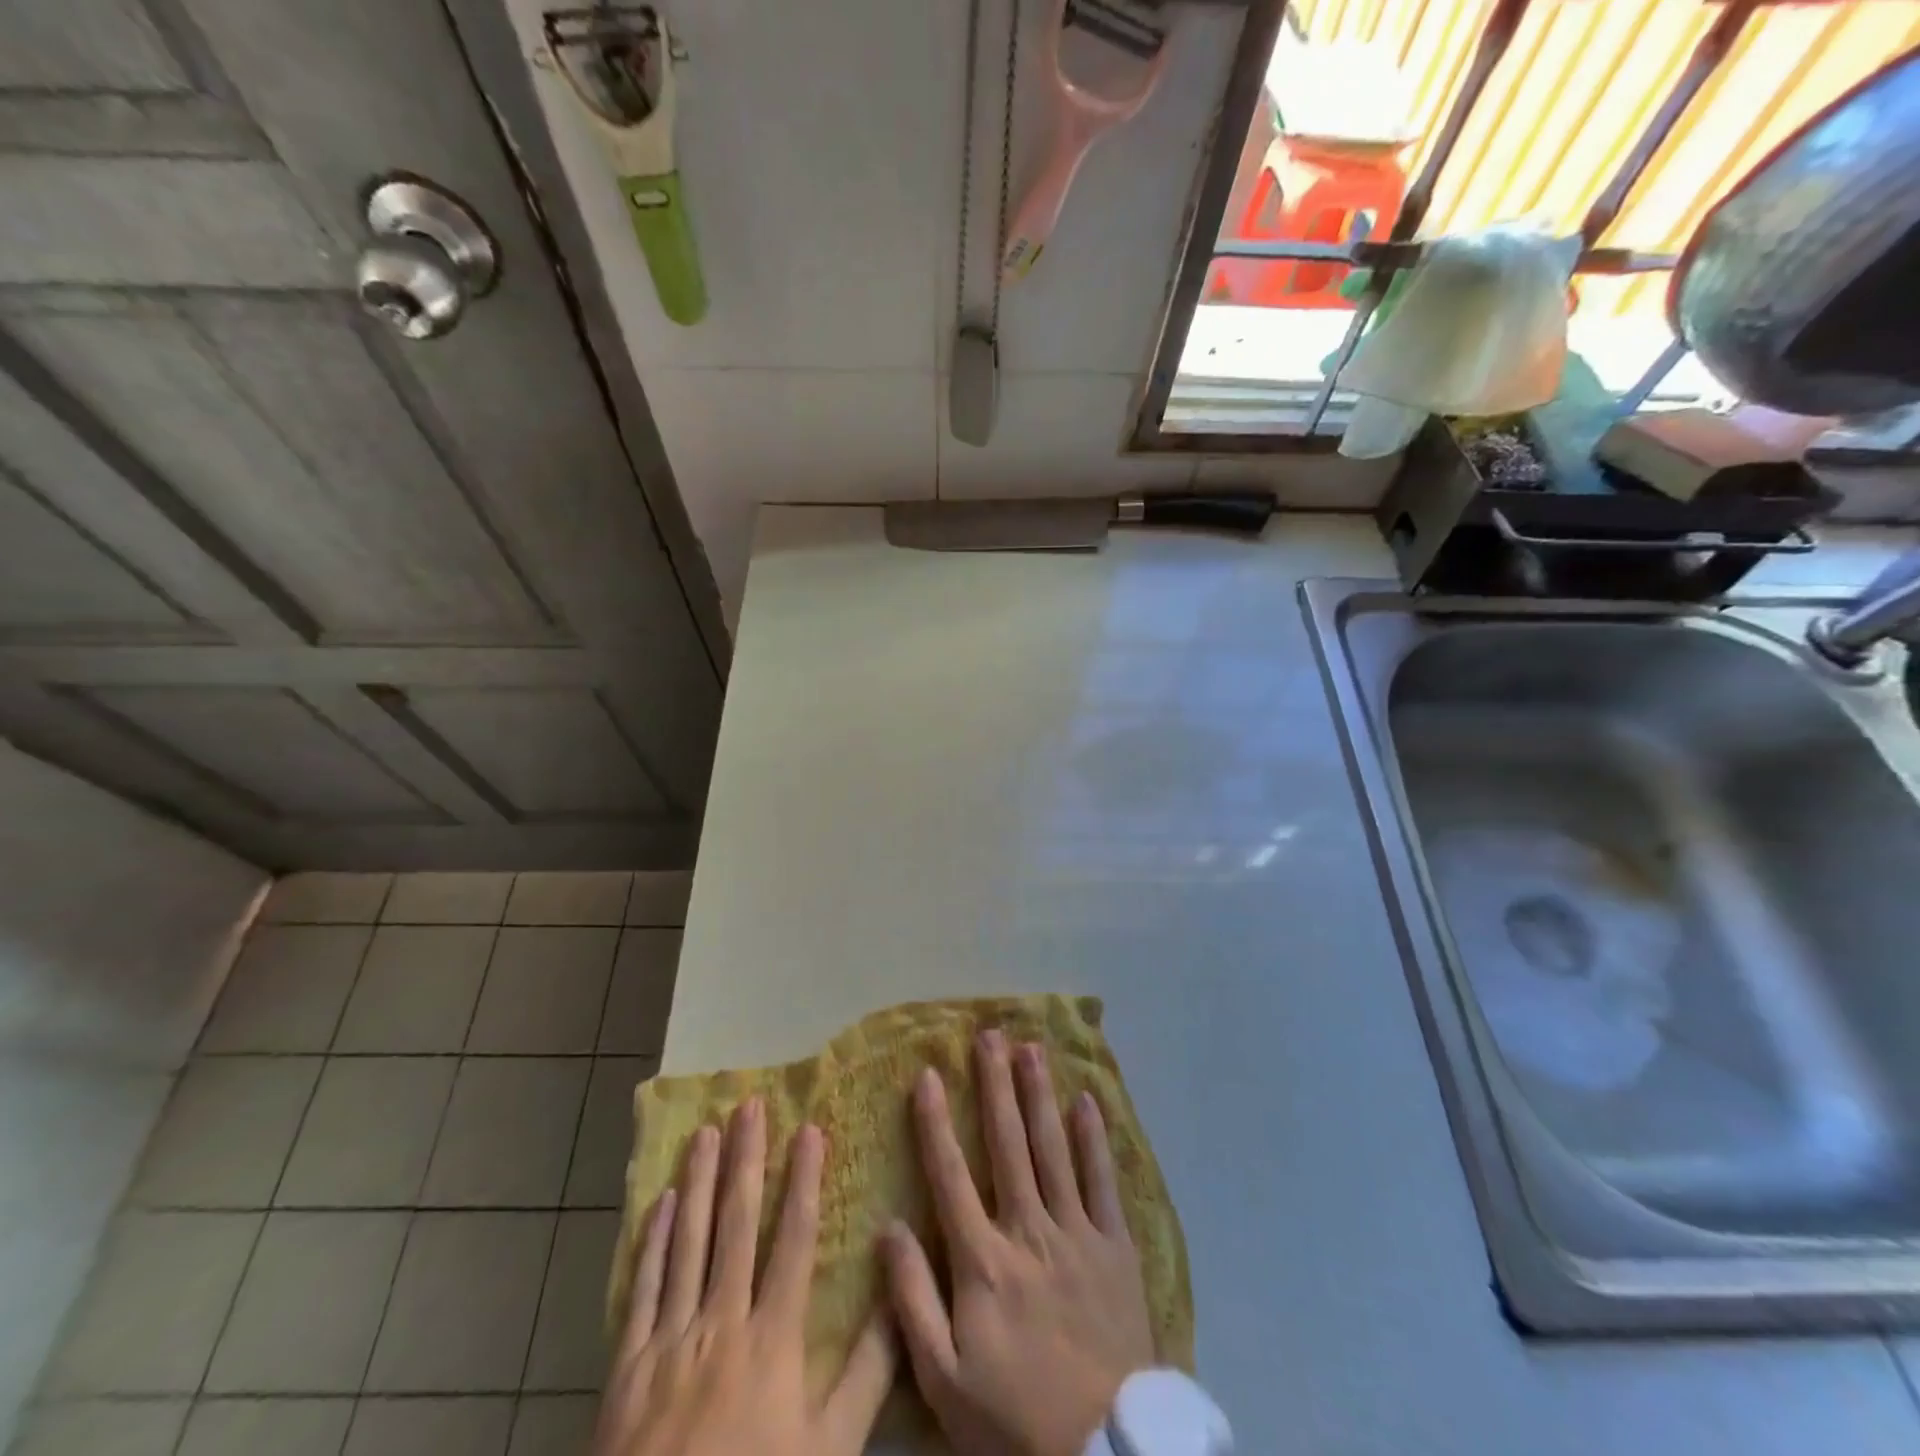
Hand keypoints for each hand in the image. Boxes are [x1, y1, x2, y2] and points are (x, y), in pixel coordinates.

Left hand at [593, 1099, 894, 1455]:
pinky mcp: (628, 1367)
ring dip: (698, 1182)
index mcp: (772, 1339)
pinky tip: (661, 1202)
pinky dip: (653, 1242)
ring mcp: (670, 1341)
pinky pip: (644, 1289)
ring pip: (688, 1242)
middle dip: (746, 1160)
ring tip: (705, 1131)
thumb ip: (868, 1374)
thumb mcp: (829, 1451)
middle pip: (737, 1224)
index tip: (809, 1129)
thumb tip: (896, 1295)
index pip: (794, 1240)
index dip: (804, 1181)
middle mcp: (721, 1322)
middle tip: (750, 1105)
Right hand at [885, 1031, 1155, 1455]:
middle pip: (1008, 1143)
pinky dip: (1094, 1138)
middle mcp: (1028, 1229)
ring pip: (1053, 1147)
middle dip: (995, 1085)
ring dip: (1039, 1094)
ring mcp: (1076, 1232)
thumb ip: (912, 1300)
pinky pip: (1103, 1180)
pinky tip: (1087, 1100)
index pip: (951, 1174)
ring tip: (1031, 1049)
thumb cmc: (1014, 1417)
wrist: (1103, 1451)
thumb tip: (889, 1227)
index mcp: (983, 1259)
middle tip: (989, 1035)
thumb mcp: (944, 1379)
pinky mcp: (1115, 1245)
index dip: (934, 1121)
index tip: (926, 1074)